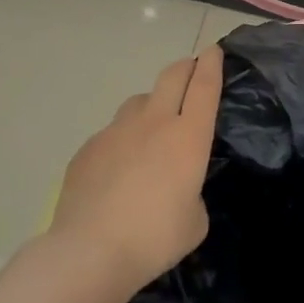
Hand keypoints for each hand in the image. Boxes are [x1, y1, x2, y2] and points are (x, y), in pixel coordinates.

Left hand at [51, 46, 224, 297]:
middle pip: (172, 76)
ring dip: (152, 104)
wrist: (89, 252)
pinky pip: (112, 132)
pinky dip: (122, 140)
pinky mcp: (89, 148)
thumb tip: (180, 188)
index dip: (212, 63)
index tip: (214, 50)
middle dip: (186, 67)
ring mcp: (117, 131)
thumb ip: (193, 193)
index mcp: (189, 136)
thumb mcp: (195, 221)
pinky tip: (118, 169)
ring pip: (139, 101)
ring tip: (152, 127)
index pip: (205, 86)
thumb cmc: (154, 238)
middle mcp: (154, 122)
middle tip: (191, 70)